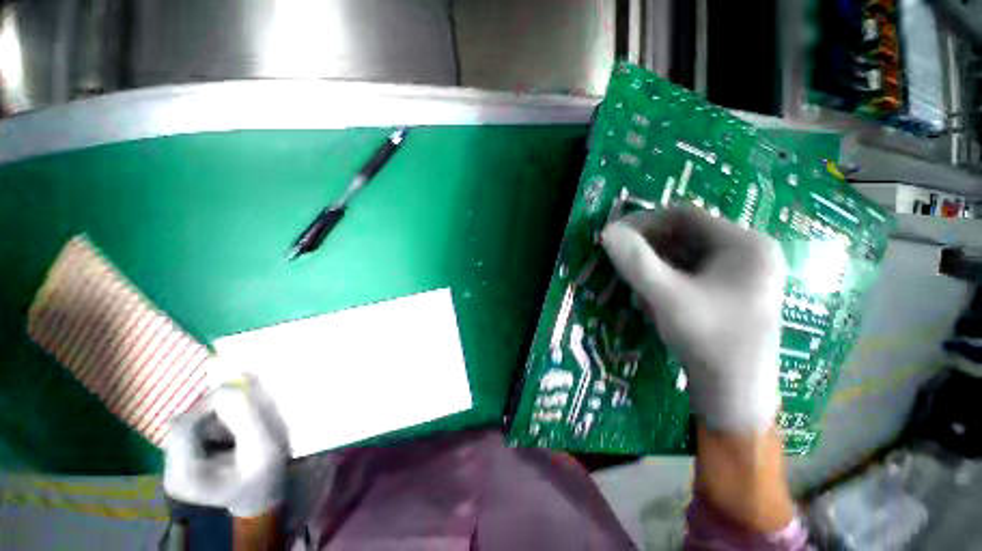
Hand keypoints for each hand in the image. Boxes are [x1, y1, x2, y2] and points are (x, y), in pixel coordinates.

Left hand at [164, 377, 288, 517]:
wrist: (262, 494)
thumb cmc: (265, 475)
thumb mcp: (264, 448)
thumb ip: (247, 418)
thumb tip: (229, 385)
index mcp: (184, 475)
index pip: (184, 426)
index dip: (209, 405)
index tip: (240, 394)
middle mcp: (169, 471)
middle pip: (184, 423)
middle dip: (214, 411)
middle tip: (243, 410)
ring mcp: (172, 465)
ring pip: (188, 423)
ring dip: (215, 416)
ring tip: (239, 427)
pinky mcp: (180, 459)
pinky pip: (192, 428)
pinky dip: (213, 422)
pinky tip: (230, 432)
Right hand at [602, 206, 786, 432]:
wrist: (734, 395)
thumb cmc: (708, 340)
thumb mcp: (666, 297)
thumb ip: (635, 262)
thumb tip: (608, 232)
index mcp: (745, 244)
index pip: (685, 215)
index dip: (646, 223)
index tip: (616, 238)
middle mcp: (747, 253)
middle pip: (684, 236)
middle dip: (648, 251)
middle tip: (622, 266)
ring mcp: (738, 275)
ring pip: (683, 257)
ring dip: (653, 269)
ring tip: (637, 292)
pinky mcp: (728, 293)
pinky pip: (688, 274)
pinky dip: (664, 283)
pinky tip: (652, 303)